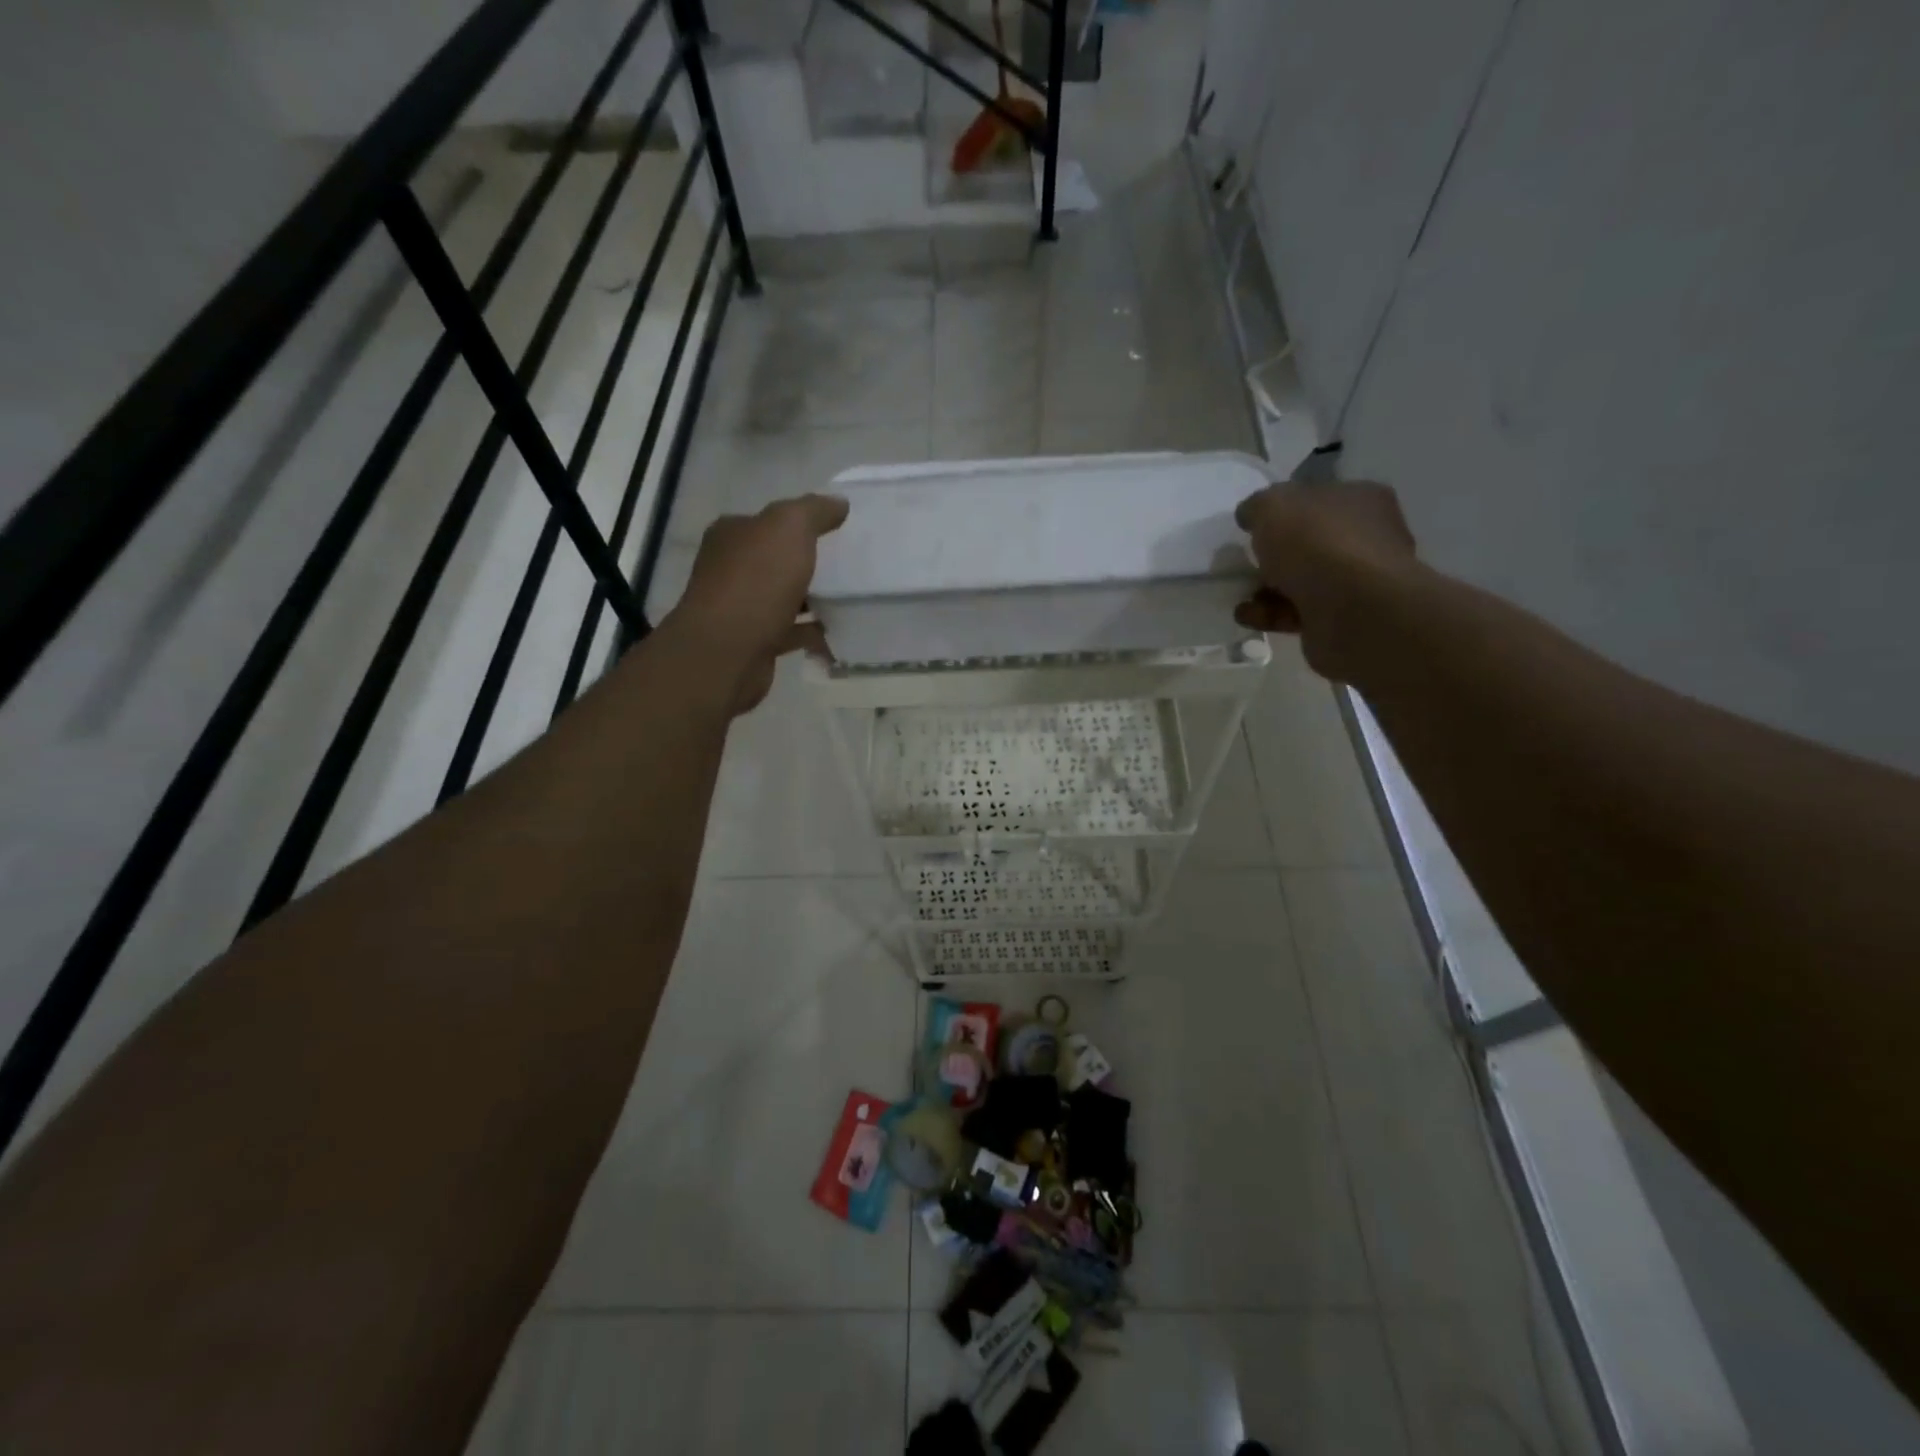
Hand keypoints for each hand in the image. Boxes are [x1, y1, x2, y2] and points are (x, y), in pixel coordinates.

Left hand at [670, 493, 848, 712]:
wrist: (727, 652)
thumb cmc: (756, 581)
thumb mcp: (789, 528)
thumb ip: (814, 511)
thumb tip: (839, 503)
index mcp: (733, 534)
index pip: (769, 521)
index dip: (802, 523)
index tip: (839, 531)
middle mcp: (731, 568)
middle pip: (778, 560)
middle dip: (810, 563)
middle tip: (852, 566)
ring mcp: (741, 608)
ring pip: (785, 597)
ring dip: (814, 600)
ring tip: (853, 600)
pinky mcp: (755, 642)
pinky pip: (792, 632)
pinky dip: (813, 633)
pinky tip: (840, 634)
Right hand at [1233, 479, 1418, 680]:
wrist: (1352, 610)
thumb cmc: (1317, 543)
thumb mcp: (1273, 506)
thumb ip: (1258, 506)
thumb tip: (1251, 515)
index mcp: (1360, 499)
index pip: (1317, 498)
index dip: (1283, 510)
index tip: (1254, 526)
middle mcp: (1366, 537)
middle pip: (1309, 542)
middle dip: (1274, 555)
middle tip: (1245, 562)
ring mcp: (1358, 581)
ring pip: (1302, 580)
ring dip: (1267, 589)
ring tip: (1241, 596)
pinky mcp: (1344, 618)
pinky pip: (1299, 611)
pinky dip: (1271, 613)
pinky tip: (1248, 616)